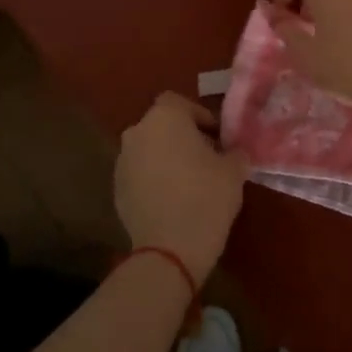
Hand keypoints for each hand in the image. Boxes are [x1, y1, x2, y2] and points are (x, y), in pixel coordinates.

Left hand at [114, 93, 249, 282]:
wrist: (169, 249)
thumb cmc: (206, 197)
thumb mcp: (234, 171)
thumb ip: (234, 152)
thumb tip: (234, 152)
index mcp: (164, 118)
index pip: (179, 102)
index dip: (199, 116)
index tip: (217, 137)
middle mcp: (137, 133)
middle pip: (161, 125)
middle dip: (181, 137)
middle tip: (206, 157)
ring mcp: (122, 162)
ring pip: (148, 150)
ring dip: (166, 158)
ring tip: (189, 181)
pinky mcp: (117, 190)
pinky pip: (140, 174)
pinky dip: (153, 180)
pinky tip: (172, 200)